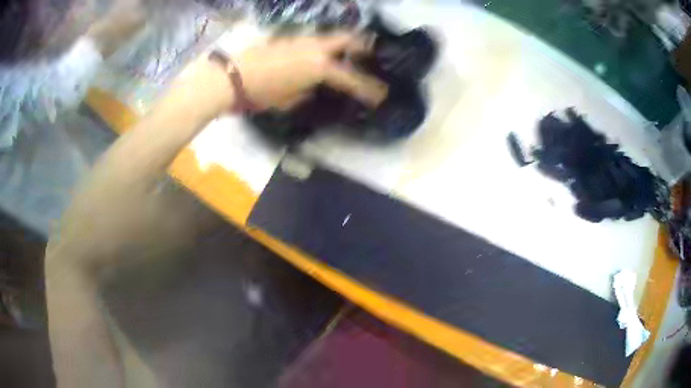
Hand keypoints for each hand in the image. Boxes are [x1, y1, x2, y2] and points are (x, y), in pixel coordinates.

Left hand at [235, 33, 387, 110]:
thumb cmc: (260, 94)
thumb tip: (313, 87)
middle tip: (371, 52)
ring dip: (341, 44)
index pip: (352, 79)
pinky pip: (312, 40)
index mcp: (320, 67)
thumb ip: (306, 92)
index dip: (369, 89)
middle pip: (348, 39)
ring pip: (330, 37)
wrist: (230, 77)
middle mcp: (316, 48)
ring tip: (345, 54)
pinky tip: (316, 55)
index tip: (382, 96)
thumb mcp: (288, 101)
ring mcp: (301, 39)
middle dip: (364, 46)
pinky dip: (321, 47)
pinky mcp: (288, 38)